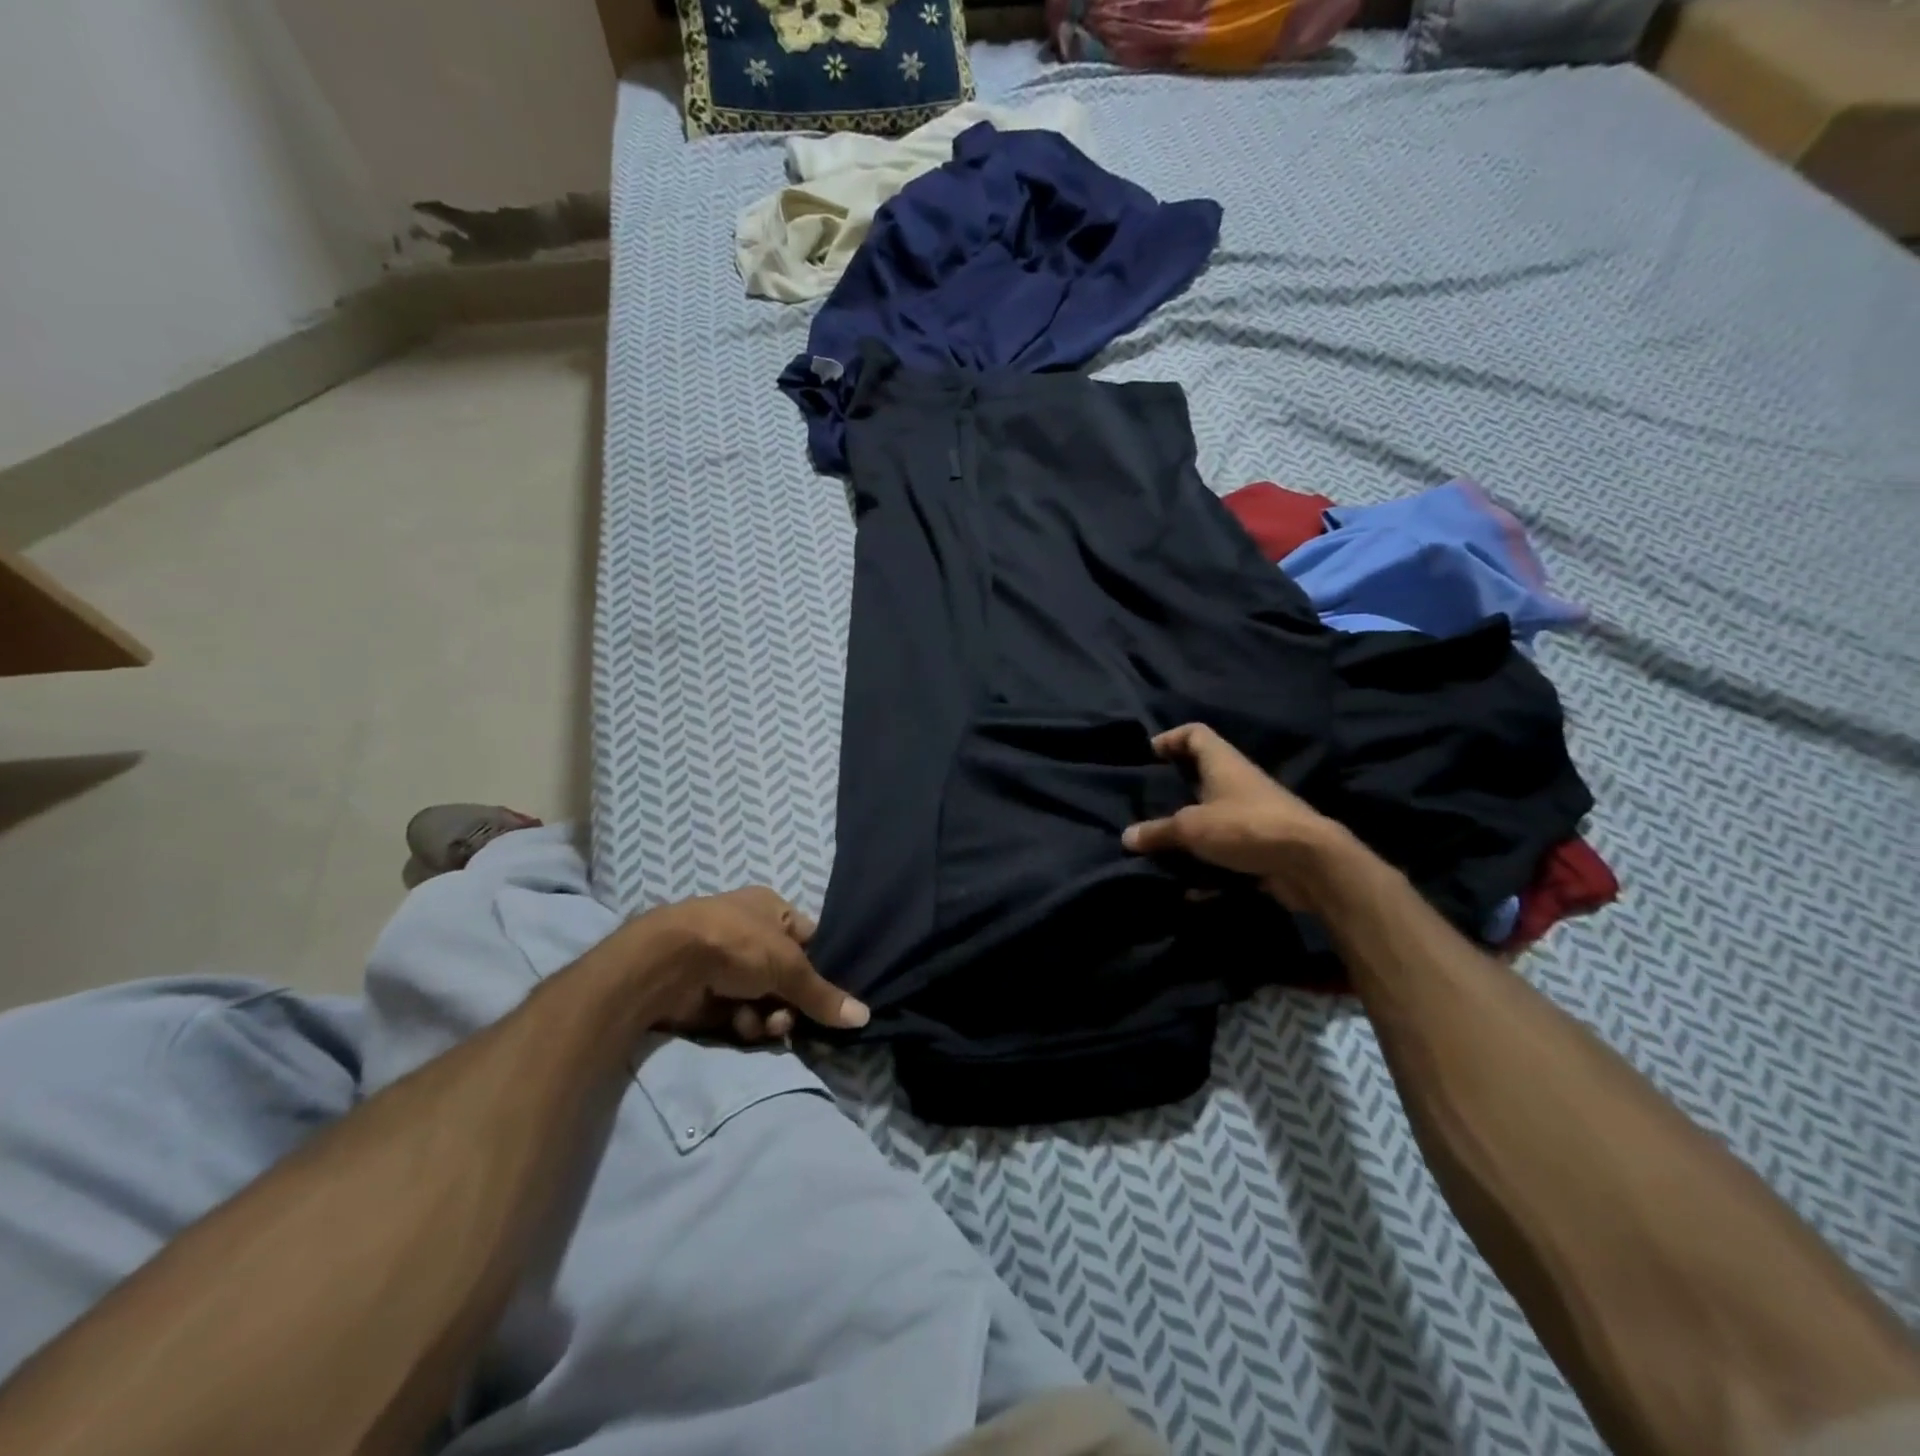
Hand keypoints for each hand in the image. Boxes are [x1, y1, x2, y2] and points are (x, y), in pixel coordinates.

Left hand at [630, 887, 869, 1040]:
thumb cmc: (736, 944)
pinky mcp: (707, 994)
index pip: (810, 940)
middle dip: (792, 1002)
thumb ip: (824, 995)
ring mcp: (727, 964)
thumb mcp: (789, 966)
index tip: (830, 997)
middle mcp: (750, 933)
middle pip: (787, 977)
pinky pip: (739, 1014)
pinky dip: (743, 1023)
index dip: (821, 968)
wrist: (666, 963)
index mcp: (771, 909)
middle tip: (789, 1019)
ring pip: (765, 1000)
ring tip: (761, 1025)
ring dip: (768, 1017)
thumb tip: (866, 1016)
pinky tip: (739, 1025)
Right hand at [1122, 723, 1344, 911]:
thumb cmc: (1244, 827)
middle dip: (1175, 791)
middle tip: (1148, 804)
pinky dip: (1208, 869)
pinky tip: (1190, 890)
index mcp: (1222, 763)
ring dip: (1189, 835)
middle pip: (1202, 777)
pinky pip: (1226, 854)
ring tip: (1161, 848)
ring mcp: (1253, 816)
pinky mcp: (1261, 847)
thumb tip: (1127, 837)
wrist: (1309, 863)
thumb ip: (1158, 832)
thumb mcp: (1191, 828)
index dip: (1172, 738)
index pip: (1196, 734)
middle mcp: (1239, 783)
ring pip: (1213, 819)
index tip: (1151, 753)